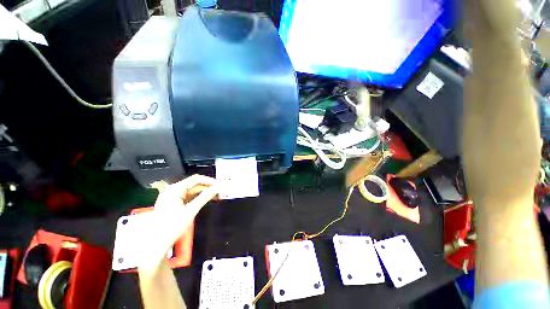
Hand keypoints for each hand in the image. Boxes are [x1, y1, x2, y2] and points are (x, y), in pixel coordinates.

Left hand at [139, 175, 218, 268]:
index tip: (219, 185)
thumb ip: (205, 197)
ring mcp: (174, 197)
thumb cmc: (171, 227)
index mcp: (175, 189)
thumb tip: (217, 188)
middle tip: (219, 192)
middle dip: (208, 188)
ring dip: (205, 193)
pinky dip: (199, 198)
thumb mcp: (191, 210)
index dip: (209, 181)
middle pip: (195, 185)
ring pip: (193, 191)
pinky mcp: (175, 203)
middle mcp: (174, 191)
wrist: (157, 243)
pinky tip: (207, 199)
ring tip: (216, 196)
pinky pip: (190, 197)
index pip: (196, 179)